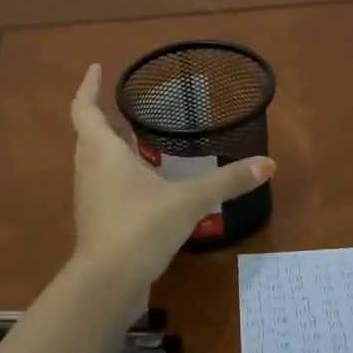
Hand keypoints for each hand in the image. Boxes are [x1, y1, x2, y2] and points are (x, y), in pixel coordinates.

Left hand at [69, 65, 274, 296]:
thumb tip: (267, 164)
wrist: (109, 284)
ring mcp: (90, 198)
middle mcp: (90, 170)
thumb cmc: (141, 227)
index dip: (88, 87)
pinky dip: (118, 175)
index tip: (97, 67)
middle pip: (88, 135)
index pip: (85, 109)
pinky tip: (145, 184)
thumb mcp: (189, 201)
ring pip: (95, 162)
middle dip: (102, 118)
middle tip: (125, 106)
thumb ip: (227, 182)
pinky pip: (105, 186)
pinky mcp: (97, 222)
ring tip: (137, 140)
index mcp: (103, 152)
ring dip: (111, 148)